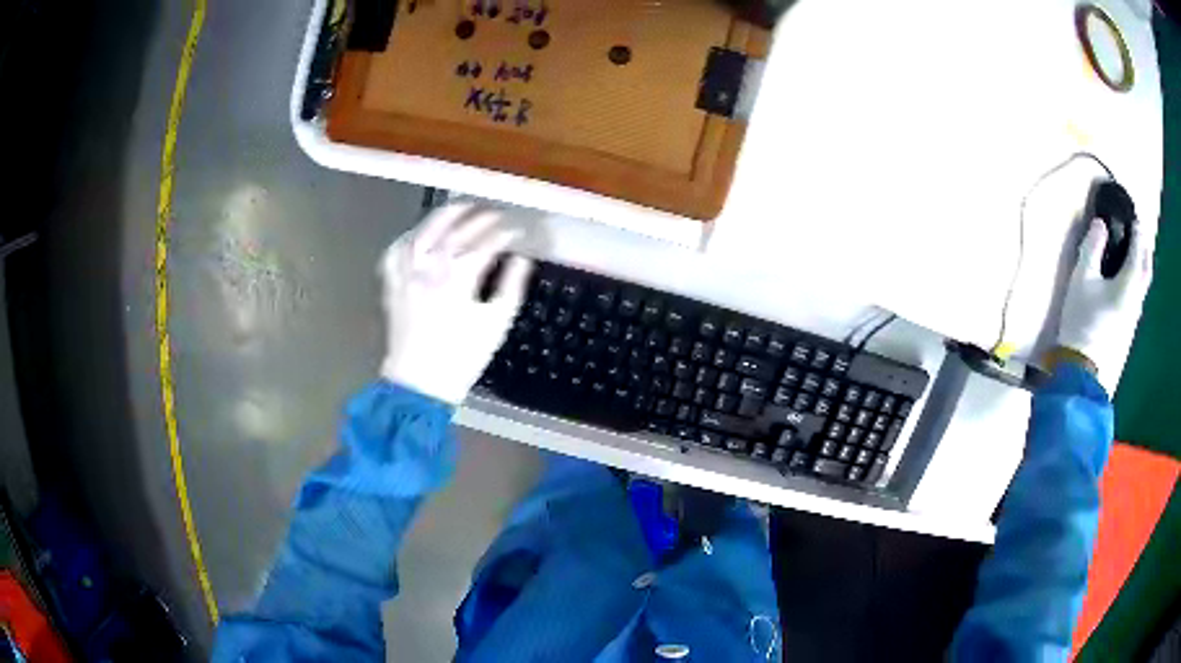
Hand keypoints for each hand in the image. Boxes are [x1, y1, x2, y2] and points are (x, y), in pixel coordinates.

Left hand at [379, 204, 532, 404]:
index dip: (503, 234)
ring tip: (459, 209)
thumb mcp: (496, 324)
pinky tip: (418, 234)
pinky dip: (408, 238)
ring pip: (422, 233)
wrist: (420, 383)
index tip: (516, 231)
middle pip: (454, 230)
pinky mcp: (392, 285)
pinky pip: (396, 252)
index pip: (485, 243)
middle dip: (476, 218)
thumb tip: (522, 260)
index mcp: (458, 277)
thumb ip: (511, 286)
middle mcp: (429, 267)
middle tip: (492, 213)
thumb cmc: (462, 357)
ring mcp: (406, 274)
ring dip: (442, 217)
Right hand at [1056, 219, 1152, 391]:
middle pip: (1146, 270)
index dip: (1137, 231)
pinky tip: (1129, 283)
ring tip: (1136, 256)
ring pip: (1143, 286)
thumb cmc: (1083, 320)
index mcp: (1129, 282)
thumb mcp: (1082, 278)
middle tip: (1140, 235)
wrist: (1083, 370)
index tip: (1134, 218)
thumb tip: (1100, 223)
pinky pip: (1138, 298)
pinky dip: (1137, 282)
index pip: (1137, 250)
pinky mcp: (1128, 330)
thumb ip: (1092, 248)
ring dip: (1142, 267)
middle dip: (1145, 249)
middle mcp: (1136, 299)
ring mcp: (1134, 317)